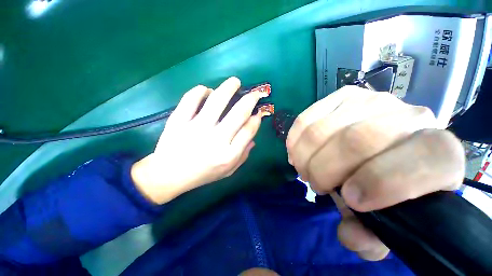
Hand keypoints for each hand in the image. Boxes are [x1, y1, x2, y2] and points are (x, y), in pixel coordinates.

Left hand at [131, 77, 268, 203]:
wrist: (169, 175)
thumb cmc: (202, 174)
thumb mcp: (228, 171)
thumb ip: (243, 156)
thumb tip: (253, 138)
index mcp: (228, 154)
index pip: (248, 130)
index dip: (256, 119)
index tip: (258, 112)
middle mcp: (215, 140)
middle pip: (238, 113)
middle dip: (250, 99)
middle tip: (254, 93)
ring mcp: (196, 128)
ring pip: (216, 101)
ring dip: (229, 88)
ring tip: (235, 82)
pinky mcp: (178, 121)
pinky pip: (190, 100)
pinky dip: (199, 91)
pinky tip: (206, 90)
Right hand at [286, 86, 464, 260]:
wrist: (383, 147)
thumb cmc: (389, 187)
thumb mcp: (388, 221)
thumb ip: (372, 237)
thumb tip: (350, 234)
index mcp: (438, 152)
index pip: (425, 159)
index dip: (383, 183)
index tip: (350, 200)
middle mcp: (408, 116)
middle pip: (355, 140)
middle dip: (324, 170)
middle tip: (316, 184)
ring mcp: (369, 100)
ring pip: (321, 129)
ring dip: (305, 156)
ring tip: (305, 168)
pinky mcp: (341, 96)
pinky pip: (306, 119)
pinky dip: (295, 140)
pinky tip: (297, 151)